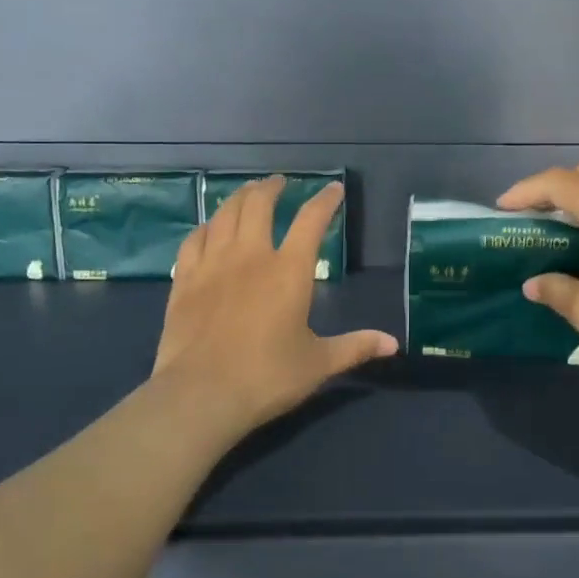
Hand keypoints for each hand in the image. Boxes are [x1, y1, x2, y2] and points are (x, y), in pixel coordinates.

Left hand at [151, 176, 396, 442]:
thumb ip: (355, 347)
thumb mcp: (318, 364)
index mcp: (289, 271)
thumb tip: (393, 344)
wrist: (201, 395)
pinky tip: (208, 228)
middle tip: (279, 182)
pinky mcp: (184, 280)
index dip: (325, 201)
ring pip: (224, 214)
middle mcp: (250, 256)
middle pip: (259, 204)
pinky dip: (205, 227)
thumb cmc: (267, 377)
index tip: (333, 189)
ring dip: (238, 198)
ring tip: (246, 193)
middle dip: (271, 187)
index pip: (311, 221)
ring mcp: (213, 265)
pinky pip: (194, 240)